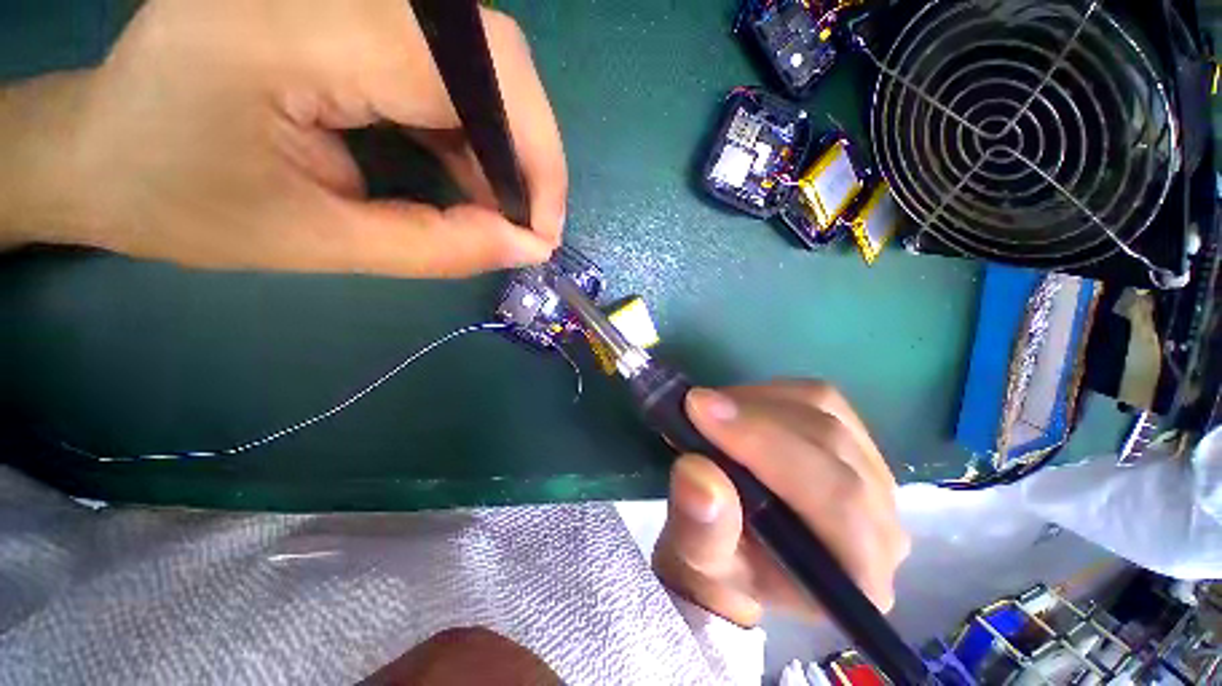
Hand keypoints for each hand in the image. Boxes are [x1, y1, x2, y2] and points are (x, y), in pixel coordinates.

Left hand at [1, 0, 563, 276]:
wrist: (101, 150)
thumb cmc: (179, 203)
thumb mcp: (316, 243)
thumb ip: (436, 246)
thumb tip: (526, 247)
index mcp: (293, 31)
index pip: (474, 73)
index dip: (533, 155)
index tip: (544, 230)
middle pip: (492, 54)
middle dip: (530, 150)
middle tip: (530, 222)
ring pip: (480, 60)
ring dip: (506, 145)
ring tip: (500, 210)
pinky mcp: (348, 7)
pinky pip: (449, 66)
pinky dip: (475, 129)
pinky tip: (470, 175)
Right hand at [653, 380, 909, 625]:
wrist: (739, 557)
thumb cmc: (720, 569)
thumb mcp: (696, 561)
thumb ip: (701, 530)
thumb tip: (699, 474)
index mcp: (858, 574)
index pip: (834, 497)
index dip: (765, 445)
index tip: (701, 411)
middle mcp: (883, 524)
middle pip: (831, 443)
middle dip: (754, 417)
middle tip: (696, 404)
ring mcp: (875, 478)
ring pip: (826, 411)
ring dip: (759, 402)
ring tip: (713, 411)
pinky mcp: (855, 444)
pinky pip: (820, 399)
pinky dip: (771, 393)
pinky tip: (739, 409)